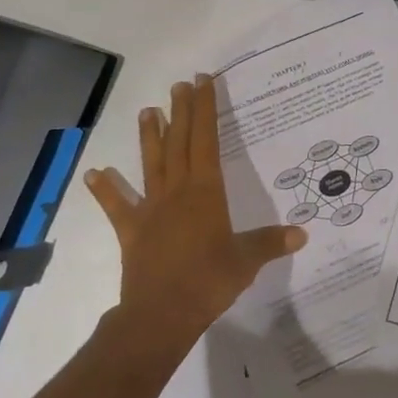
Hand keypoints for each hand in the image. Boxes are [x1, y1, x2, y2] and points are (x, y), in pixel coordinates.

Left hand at [83, 74, 305, 350]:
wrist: (160, 316)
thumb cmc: (208, 281)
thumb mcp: (247, 260)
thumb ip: (271, 242)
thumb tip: (302, 232)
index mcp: (206, 191)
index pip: (206, 139)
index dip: (205, 109)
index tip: (202, 82)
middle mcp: (178, 191)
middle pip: (179, 143)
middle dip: (181, 112)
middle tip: (180, 84)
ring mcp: (152, 210)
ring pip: (151, 165)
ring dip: (150, 137)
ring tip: (148, 111)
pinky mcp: (133, 232)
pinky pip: (117, 207)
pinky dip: (105, 190)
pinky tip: (94, 173)